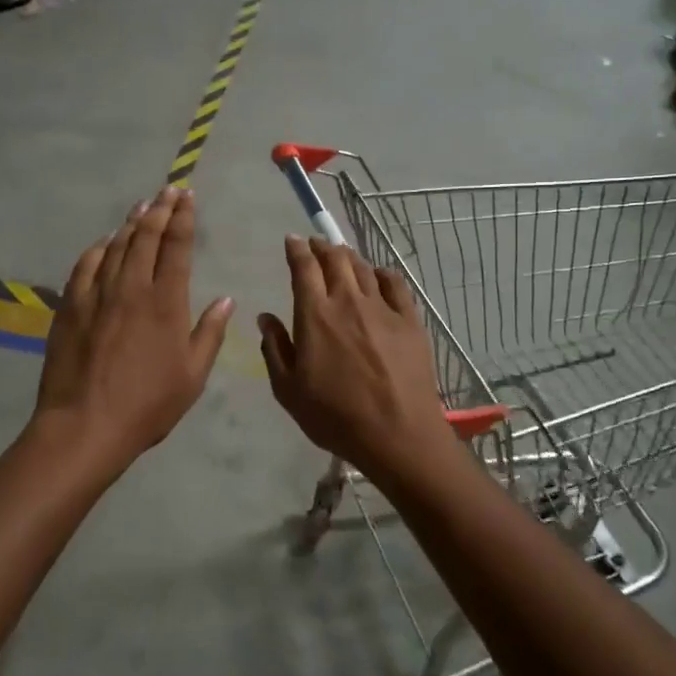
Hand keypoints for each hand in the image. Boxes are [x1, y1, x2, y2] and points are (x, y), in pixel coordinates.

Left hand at [34, 188, 233, 470]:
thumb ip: (210, 333)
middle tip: (168, 190)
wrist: (85, 424)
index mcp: (166, 301)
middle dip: (160, 209)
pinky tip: (104, 242)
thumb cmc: (147, 405)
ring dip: (131, 223)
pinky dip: (98, 248)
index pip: (177, 246)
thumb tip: (227, 299)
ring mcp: (97, 293)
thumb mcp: (192, 375)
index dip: (183, 218)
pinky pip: (85, 265)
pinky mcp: (70, 305)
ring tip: (143, 206)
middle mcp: (132, 287)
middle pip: (146, 237)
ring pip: (116, 246)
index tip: (187, 196)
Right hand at [258, 238, 455, 477]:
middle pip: (335, 259)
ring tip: (341, 255)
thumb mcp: (288, 390)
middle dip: (322, 246)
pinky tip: (377, 275)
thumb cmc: (335, 417)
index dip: (297, 249)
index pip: (303, 268)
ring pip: (363, 268)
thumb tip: (265, 317)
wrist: (397, 435)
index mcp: (315, 315)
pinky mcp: (410, 321)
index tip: (292, 240)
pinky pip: (395, 284)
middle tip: (315, 244)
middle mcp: (348, 301)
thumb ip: (274, 348)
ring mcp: (383, 309)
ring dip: (348, 257)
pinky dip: (382, 273)